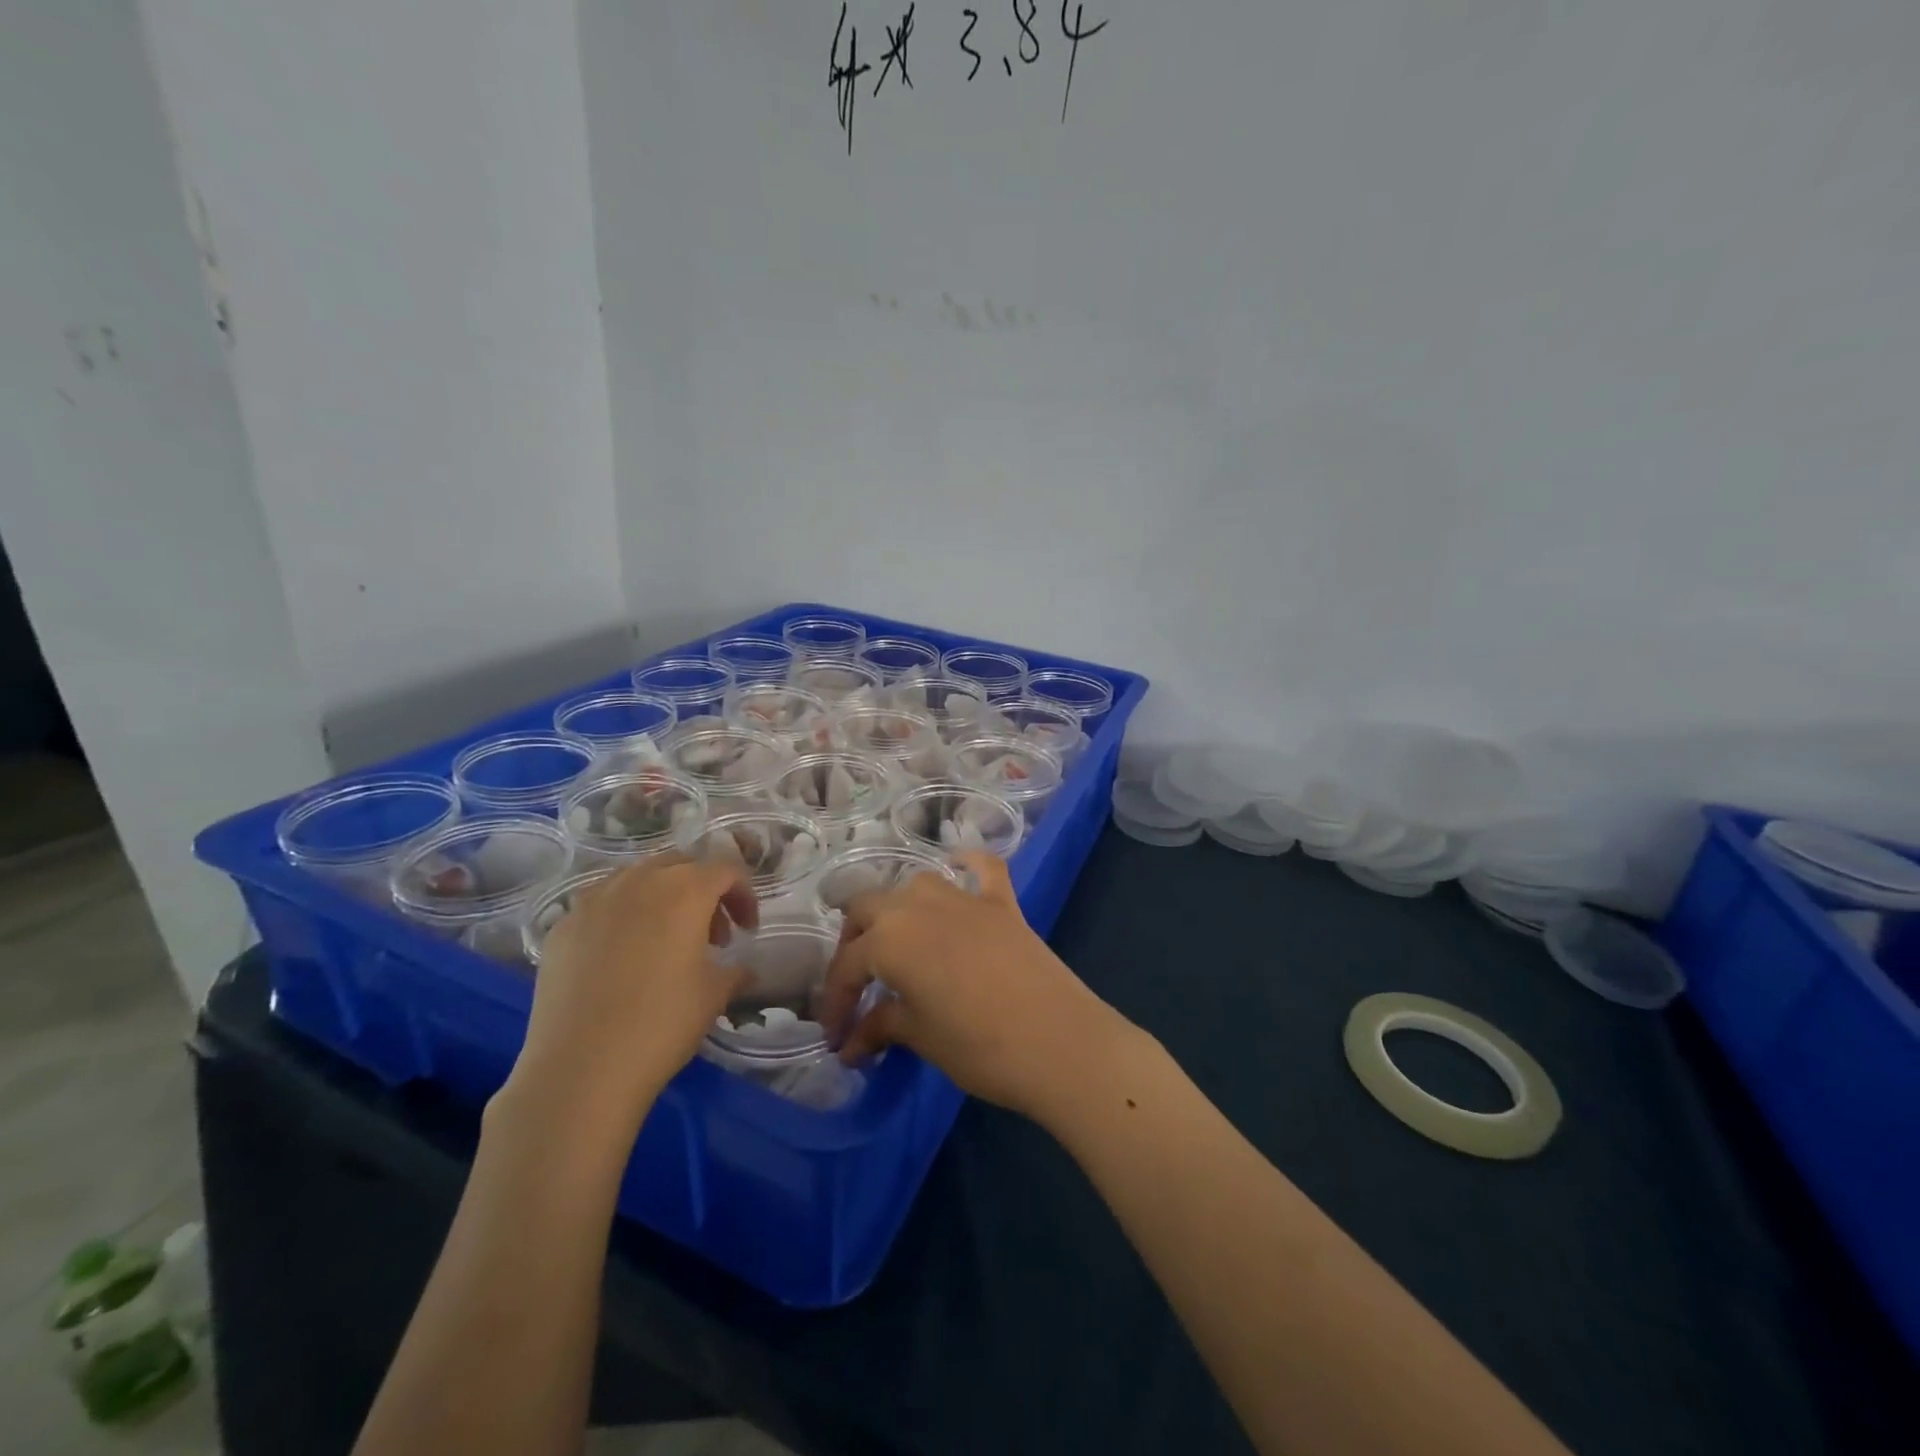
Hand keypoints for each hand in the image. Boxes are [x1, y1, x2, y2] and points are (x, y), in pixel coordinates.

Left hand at [505, 854, 754, 1136]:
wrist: (581, 1068)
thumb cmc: (662, 1024)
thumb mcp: (714, 996)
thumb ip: (735, 972)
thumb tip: (744, 971)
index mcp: (685, 890)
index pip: (725, 871)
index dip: (743, 896)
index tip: (747, 931)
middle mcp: (640, 881)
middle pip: (681, 865)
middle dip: (703, 891)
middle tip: (712, 935)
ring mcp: (594, 900)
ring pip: (637, 878)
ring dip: (661, 897)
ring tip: (665, 940)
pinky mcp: (563, 925)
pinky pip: (601, 904)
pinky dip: (622, 916)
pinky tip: (622, 956)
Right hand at [819, 852, 1131, 1118]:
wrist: (1060, 1041)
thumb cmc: (979, 1046)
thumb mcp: (921, 1037)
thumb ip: (881, 1027)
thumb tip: (851, 1044)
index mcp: (890, 938)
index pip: (848, 965)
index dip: (836, 1001)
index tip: (836, 1035)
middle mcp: (920, 905)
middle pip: (869, 909)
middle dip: (854, 944)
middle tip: (858, 985)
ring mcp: (965, 898)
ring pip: (915, 885)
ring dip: (898, 909)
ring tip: (895, 944)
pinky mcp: (1003, 903)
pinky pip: (981, 868)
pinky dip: (967, 864)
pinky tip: (959, 868)